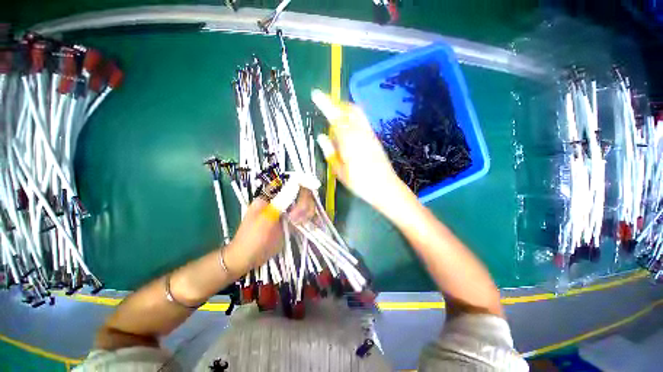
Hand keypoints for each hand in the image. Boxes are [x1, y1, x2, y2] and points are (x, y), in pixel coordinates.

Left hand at [223, 189, 314, 275]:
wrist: (248, 258)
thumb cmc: (251, 238)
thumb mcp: (264, 219)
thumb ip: (280, 203)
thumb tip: (295, 187)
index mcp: (271, 195)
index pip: (291, 183)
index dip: (301, 186)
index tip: (304, 199)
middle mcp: (282, 200)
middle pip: (302, 193)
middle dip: (304, 204)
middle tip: (296, 219)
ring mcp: (288, 210)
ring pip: (307, 204)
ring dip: (307, 213)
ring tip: (298, 225)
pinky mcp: (293, 221)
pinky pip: (306, 215)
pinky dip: (310, 219)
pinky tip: (309, 225)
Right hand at [312, 89, 404, 210]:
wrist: (386, 187)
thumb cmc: (360, 183)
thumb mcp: (340, 171)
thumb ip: (330, 152)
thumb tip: (322, 137)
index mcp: (350, 142)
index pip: (336, 117)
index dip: (325, 104)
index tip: (316, 94)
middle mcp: (361, 133)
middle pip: (350, 109)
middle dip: (337, 104)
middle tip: (326, 107)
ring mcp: (370, 135)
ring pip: (357, 114)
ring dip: (345, 110)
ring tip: (335, 117)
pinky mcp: (375, 138)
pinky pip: (362, 121)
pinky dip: (352, 118)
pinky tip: (347, 129)